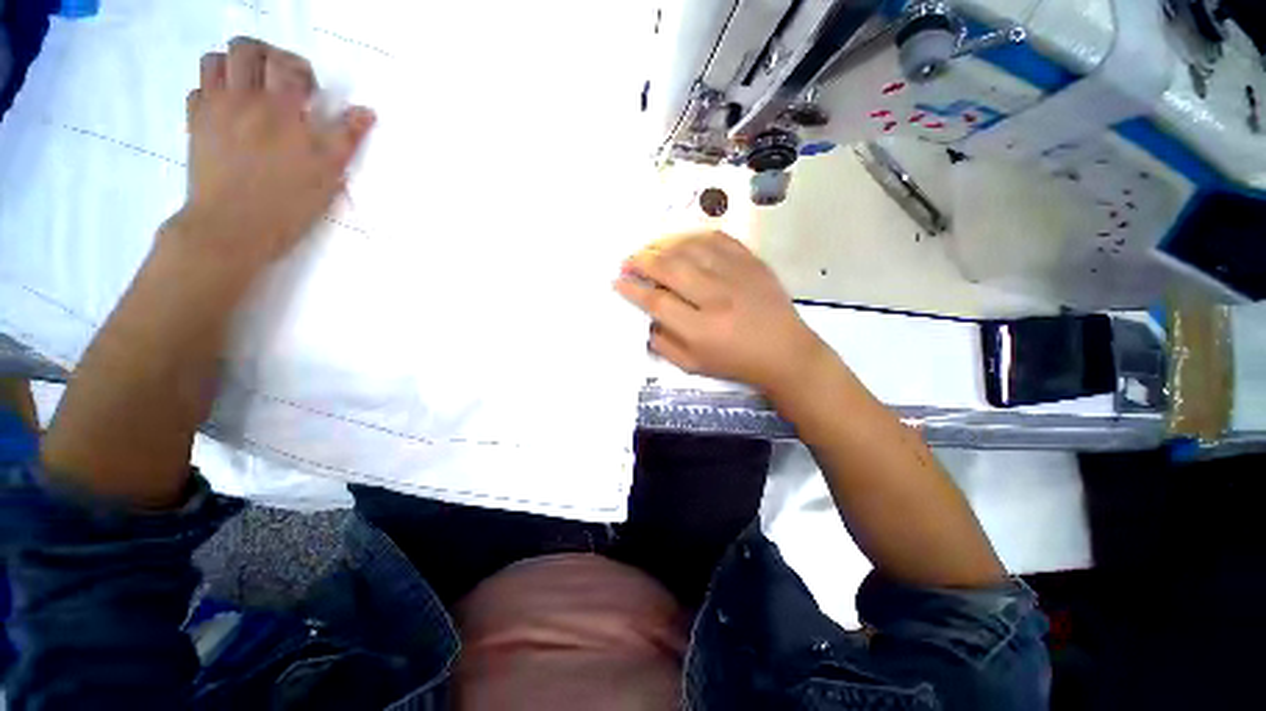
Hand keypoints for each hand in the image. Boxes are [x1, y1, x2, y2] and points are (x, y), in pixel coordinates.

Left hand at [174, 37, 374, 266]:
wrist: (231, 228)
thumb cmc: (286, 203)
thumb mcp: (327, 174)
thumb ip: (346, 137)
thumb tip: (366, 111)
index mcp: (279, 110)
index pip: (288, 65)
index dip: (301, 70)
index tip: (310, 92)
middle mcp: (242, 99)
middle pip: (246, 49)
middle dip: (266, 55)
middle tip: (279, 79)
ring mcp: (213, 109)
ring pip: (215, 61)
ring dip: (234, 65)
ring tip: (251, 87)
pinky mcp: (195, 125)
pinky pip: (198, 89)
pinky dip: (213, 89)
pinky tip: (228, 109)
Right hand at [614, 231, 828, 394]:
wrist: (784, 352)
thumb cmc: (735, 363)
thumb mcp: (692, 365)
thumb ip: (662, 344)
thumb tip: (643, 318)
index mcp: (701, 330)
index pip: (657, 302)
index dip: (633, 290)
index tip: (618, 282)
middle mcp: (717, 297)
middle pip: (670, 268)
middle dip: (641, 262)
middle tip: (627, 263)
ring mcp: (737, 275)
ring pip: (690, 248)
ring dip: (662, 245)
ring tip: (648, 251)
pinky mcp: (752, 261)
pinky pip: (716, 238)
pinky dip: (692, 237)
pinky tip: (679, 242)